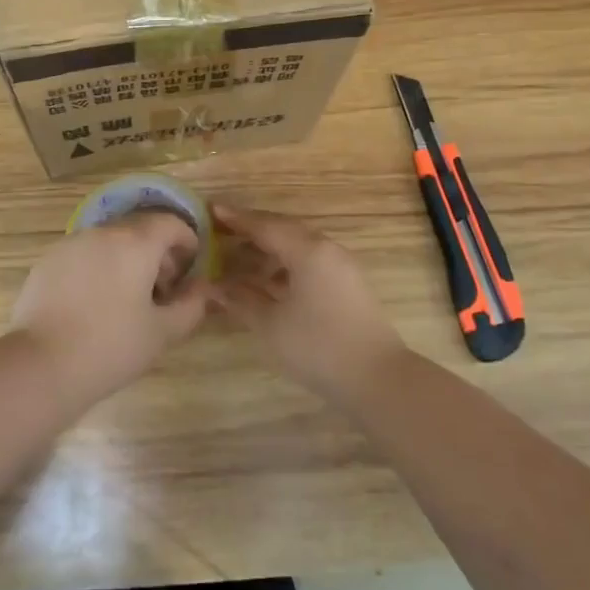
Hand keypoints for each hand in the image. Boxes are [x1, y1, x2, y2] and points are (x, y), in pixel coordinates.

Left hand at [11, 213, 208, 412]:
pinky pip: (83, 254)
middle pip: (139, 229)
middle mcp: (103, 232)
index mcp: (136, 243)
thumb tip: (203, 288)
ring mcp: (71, 244)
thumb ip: (191, 305)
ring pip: (109, 240)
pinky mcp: (47, 261)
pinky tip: (93, 303)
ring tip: (127, 299)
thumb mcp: (163, 332)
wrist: (41, 365)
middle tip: (162, 289)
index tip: (190, 267)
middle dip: (157, 252)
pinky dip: (98, 267)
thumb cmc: (111, 347)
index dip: (187, 240)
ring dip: (126, 259)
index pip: (170, 223)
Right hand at [212, 204, 405, 404]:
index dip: (236, 218)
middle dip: (251, 230)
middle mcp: (326, 249)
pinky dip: (285, 265)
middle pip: (283, 230)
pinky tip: (268, 283)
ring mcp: (341, 267)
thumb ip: (240, 300)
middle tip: (221, 232)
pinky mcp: (347, 285)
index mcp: (307, 250)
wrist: (377, 379)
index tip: (211, 210)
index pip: (264, 226)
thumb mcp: (270, 325)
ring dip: (268, 250)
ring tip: (239, 261)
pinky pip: (310, 262)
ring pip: (298, 246)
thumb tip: (213, 286)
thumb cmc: (318, 347)